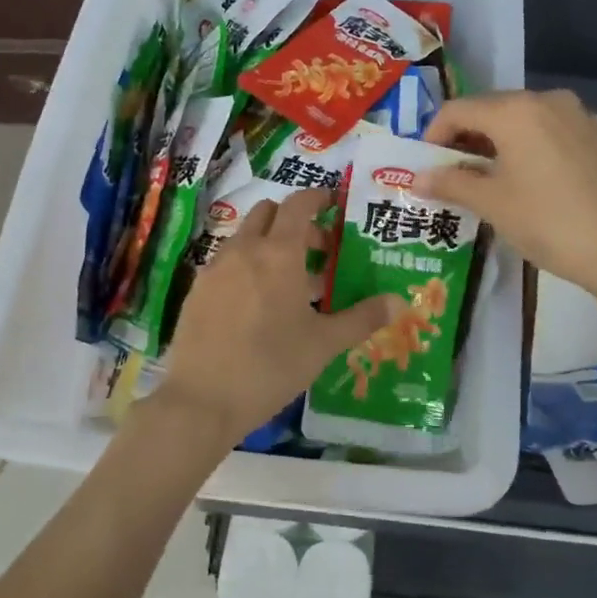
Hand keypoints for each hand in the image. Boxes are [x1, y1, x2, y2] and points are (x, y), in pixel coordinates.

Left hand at [153, 189, 396, 456]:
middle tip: (317, 251)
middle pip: (268, 212)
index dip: (317, 198)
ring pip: (245, 237)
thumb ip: (362, 318)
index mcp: (279, 253)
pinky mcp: (197, 290)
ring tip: (288, 282)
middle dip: (293, 221)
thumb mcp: (323, 344)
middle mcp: (244, 249)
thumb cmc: (271, 366)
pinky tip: (255, 304)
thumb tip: (399, 302)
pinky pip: (226, 262)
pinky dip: (245, 265)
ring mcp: (215, 268)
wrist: (201, 400)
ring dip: (268, 243)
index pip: (298, 204)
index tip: (333, 205)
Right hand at [421, 89, 596, 304]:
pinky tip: (523, 176)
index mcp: (515, 110)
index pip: (459, 110)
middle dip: (465, 138)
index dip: (434, 135)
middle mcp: (545, 99)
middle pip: (490, 109)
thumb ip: (450, 183)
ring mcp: (576, 114)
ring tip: (485, 177)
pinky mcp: (595, 133)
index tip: (427, 166)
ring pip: (520, 118)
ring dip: (495, 141)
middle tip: (451, 174)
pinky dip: (525, 144)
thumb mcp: (491, 203)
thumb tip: (415, 179)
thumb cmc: (547, 222)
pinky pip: (546, 128)